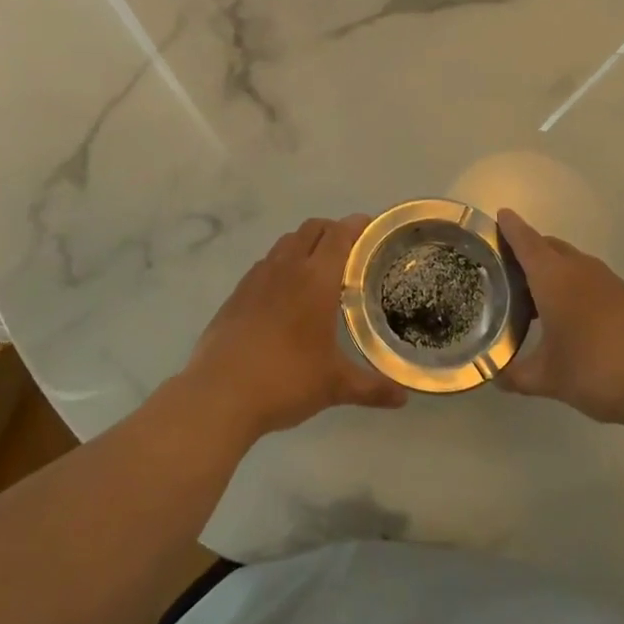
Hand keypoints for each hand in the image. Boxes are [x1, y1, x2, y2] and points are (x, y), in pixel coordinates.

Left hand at [180, 215, 406, 443]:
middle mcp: (287, 268)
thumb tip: (404, 398)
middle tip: (350, 249)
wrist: (220, 393)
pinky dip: (281, 265)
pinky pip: (265, 264)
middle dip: (332, 230)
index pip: (339, 235)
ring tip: (318, 269)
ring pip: (285, 243)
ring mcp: (257, 278)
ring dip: (305, 244)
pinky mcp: (236, 294)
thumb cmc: (285, 380)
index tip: (371, 225)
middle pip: (311, 229)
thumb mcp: (334, 386)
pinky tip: (284, 294)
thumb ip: (372, 387)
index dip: (357, 225)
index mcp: (316, 279)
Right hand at [497, 208, 623, 429]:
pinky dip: (574, 285)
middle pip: (549, 247)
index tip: (499, 215)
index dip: (511, 228)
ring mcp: (608, 281)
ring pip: (572, 262)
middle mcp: (580, 269)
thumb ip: (516, 375)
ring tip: (536, 296)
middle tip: (508, 269)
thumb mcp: (547, 379)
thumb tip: (495, 376)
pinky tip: (572, 315)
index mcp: (554, 278)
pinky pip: (591, 278)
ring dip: (553, 269)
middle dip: (529, 250)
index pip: (526, 242)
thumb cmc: (595, 371)